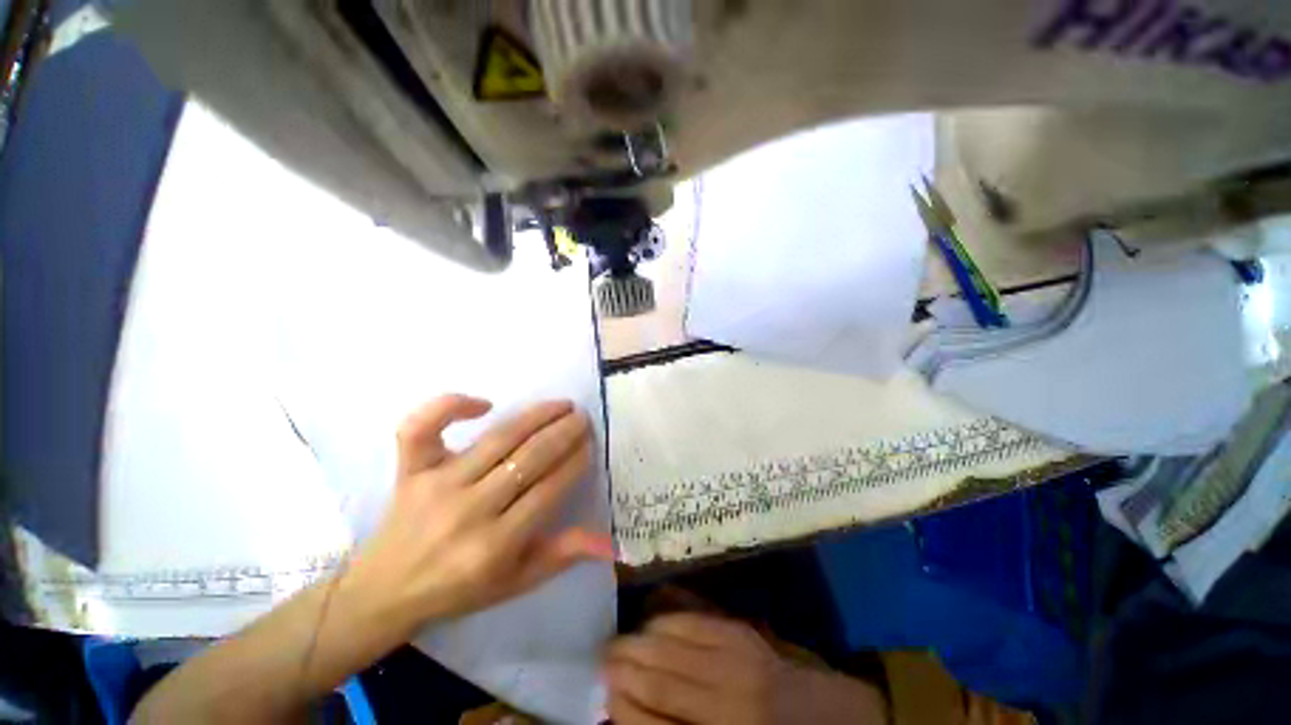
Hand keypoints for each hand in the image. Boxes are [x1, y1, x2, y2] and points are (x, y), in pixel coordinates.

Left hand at [344, 395, 612, 633]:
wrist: (385, 591)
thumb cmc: (459, 590)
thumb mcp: (516, 583)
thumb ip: (561, 555)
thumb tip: (608, 541)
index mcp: (495, 546)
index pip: (549, 490)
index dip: (575, 462)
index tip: (590, 444)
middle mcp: (469, 510)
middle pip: (528, 459)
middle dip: (563, 433)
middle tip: (582, 417)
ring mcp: (437, 485)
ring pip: (497, 438)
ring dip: (535, 416)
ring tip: (561, 405)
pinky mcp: (410, 470)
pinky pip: (423, 428)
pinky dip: (450, 406)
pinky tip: (484, 403)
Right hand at [606, 614, 885, 724]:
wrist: (828, 716)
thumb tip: (632, 708)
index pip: (653, 720)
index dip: (623, 704)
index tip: (602, 693)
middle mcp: (726, 696)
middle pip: (661, 673)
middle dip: (623, 663)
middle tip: (599, 657)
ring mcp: (738, 658)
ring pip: (675, 641)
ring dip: (641, 638)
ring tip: (619, 638)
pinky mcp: (747, 632)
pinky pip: (700, 618)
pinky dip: (671, 615)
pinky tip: (654, 613)